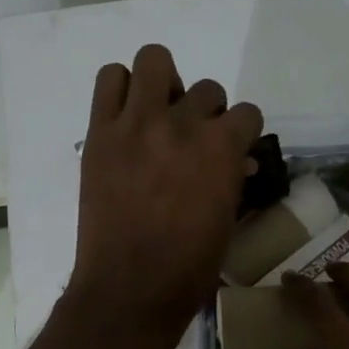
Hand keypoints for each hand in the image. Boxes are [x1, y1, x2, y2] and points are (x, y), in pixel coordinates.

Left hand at [64, 45, 262, 348]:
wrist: (129, 288)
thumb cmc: (189, 268)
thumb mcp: (227, 221)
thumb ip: (233, 179)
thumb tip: (238, 161)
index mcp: (222, 149)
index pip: (246, 112)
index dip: (241, 132)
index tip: (231, 149)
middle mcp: (183, 124)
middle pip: (207, 89)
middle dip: (205, 113)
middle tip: (190, 141)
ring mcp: (137, 123)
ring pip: (155, 60)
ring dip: (162, 83)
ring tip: (156, 114)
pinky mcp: (101, 132)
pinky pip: (109, 79)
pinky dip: (120, 88)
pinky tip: (125, 117)